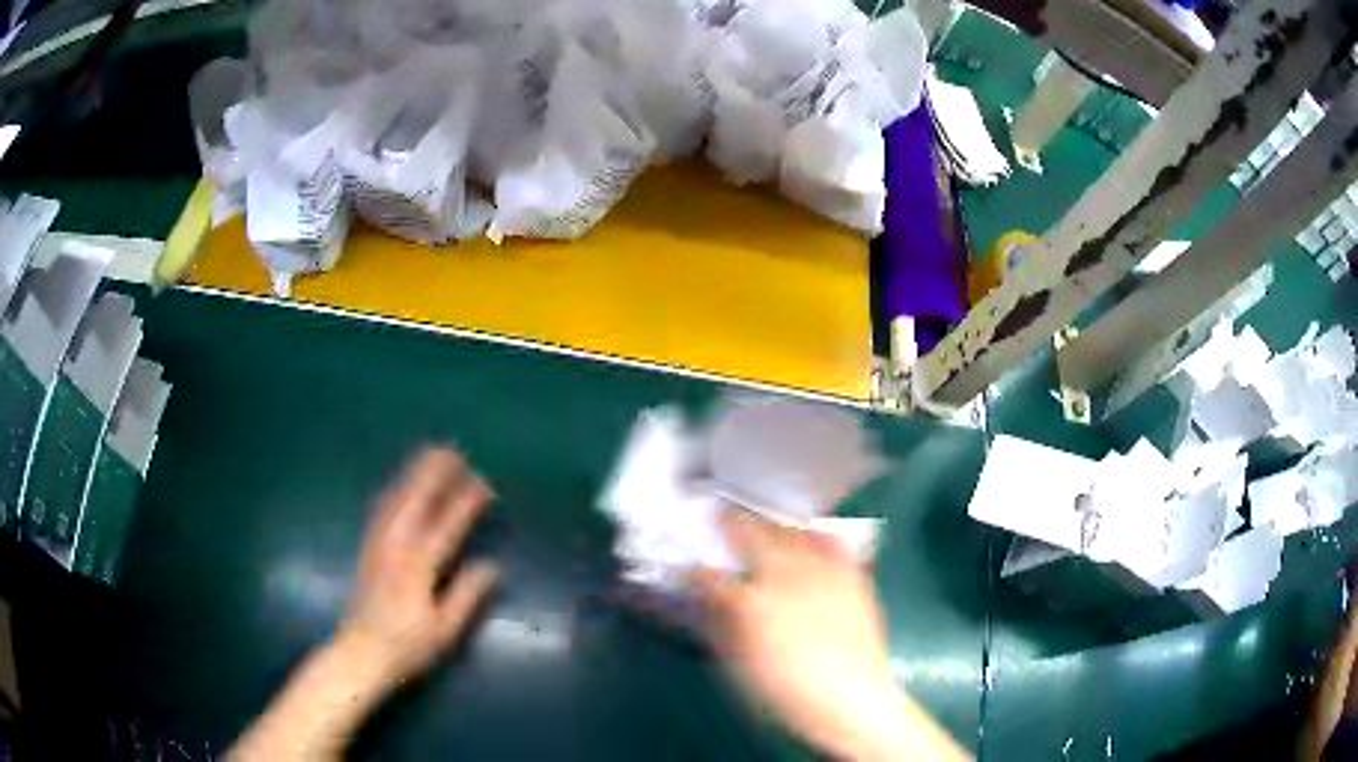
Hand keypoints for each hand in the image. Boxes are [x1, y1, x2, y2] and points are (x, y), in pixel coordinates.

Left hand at [231, 448, 498, 760]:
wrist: (361, 653)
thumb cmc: (407, 647)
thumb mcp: (445, 630)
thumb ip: (467, 595)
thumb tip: (492, 566)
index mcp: (418, 567)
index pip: (446, 526)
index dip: (465, 504)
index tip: (483, 484)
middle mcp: (396, 548)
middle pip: (415, 501)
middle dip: (434, 473)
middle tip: (452, 450)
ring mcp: (378, 545)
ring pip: (395, 500)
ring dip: (413, 475)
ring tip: (429, 456)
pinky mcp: (368, 548)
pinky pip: (382, 509)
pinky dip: (395, 490)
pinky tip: (401, 485)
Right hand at [692, 510, 967, 761]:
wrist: (851, 699)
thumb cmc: (786, 692)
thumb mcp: (741, 666)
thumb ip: (722, 628)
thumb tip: (711, 603)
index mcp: (750, 603)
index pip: (711, 577)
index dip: (695, 571)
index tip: (688, 568)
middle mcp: (785, 576)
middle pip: (753, 536)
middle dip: (732, 524)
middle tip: (720, 516)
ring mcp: (822, 571)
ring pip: (791, 533)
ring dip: (771, 527)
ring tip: (764, 526)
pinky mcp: (850, 575)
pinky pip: (831, 542)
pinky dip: (816, 536)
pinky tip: (810, 537)